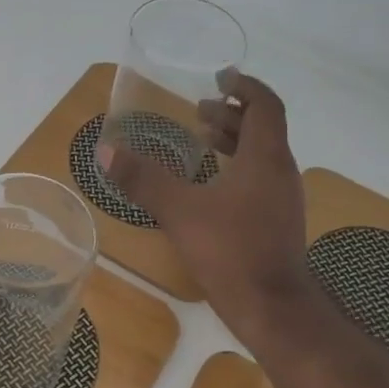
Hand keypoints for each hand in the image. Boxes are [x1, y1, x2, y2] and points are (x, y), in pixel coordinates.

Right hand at [99, 70, 313, 346]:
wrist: (274, 310)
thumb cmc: (231, 251)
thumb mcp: (179, 212)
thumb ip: (143, 179)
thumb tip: (105, 150)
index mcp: (265, 158)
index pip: (265, 105)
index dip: (245, 86)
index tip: (221, 77)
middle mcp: (281, 172)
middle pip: (263, 128)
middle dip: (232, 114)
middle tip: (199, 110)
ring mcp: (283, 199)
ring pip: (262, 155)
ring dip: (235, 141)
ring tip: (203, 140)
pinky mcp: (278, 223)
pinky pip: (260, 178)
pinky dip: (238, 167)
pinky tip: (211, 187)